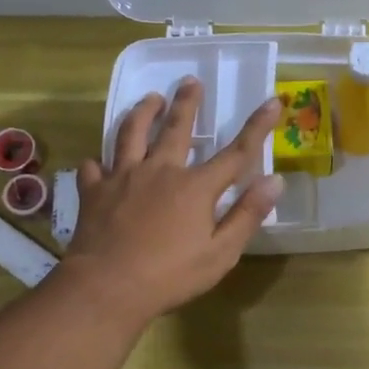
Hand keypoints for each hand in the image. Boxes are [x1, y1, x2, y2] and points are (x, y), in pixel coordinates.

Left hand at [70, 78, 284, 321]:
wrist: (106, 287)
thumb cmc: (171, 275)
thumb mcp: (221, 253)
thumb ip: (247, 215)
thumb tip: (275, 181)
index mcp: (195, 187)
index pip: (236, 153)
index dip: (257, 126)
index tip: (273, 101)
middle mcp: (160, 171)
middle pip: (176, 128)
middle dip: (187, 103)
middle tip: (191, 81)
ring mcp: (123, 177)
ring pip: (131, 134)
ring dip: (142, 113)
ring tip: (149, 98)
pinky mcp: (94, 191)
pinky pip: (95, 167)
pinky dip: (99, 161)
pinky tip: (100, 161)